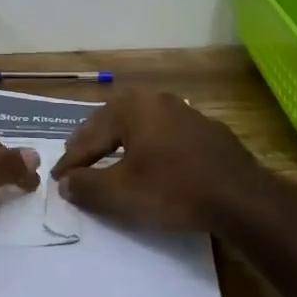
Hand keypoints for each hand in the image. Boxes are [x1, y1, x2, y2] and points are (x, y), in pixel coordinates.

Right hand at [51, 89, 277, 234]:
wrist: (240, 196)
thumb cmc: (174, 189)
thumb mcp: (122, 193)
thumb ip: (88, 186)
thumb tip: (65, 183)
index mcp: (132, 107)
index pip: (90, 135)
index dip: (71, 160)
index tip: (56, 178)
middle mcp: (156, 100)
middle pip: (113, 121)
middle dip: (93, 142)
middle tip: (76, 159)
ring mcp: (185, 111)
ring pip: (140, 125)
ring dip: (120, 142)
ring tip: (108, 158)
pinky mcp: (206, 129)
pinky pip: (164, 134)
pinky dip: (148, 147)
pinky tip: (149, 161)